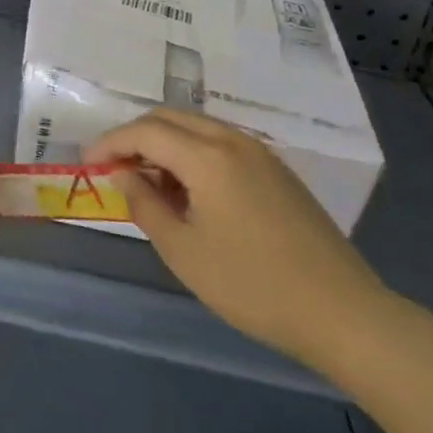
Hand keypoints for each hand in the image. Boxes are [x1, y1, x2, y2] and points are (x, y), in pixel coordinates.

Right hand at [92, 110, 402, 372]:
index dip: (109, 143)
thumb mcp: (182, 250)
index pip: (144, 131)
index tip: (87, 164)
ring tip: (147, 181)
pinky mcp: (278, 172)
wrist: (344, 314)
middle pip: (169, 118)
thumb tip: (125, 174)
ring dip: (164, 143)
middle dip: (134, 136)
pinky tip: (188, 190)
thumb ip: (144, 204)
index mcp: (207, 157)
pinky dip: (192, 153)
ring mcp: (261, 154)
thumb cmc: (252, 285)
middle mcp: (233, 142)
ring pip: (197, 127)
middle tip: (113, 167)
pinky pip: (221, 144)